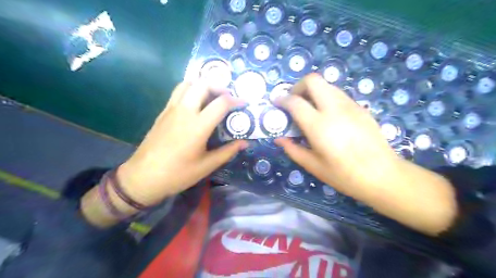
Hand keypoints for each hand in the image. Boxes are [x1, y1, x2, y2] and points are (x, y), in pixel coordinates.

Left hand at [117, 81, 247, 205]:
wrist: (143, 177)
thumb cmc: (178, 174)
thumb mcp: (207, 165)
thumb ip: (228, 151)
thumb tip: (245, 143)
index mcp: (198, 126)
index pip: (221, 103)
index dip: (236, 100)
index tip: (244, 103)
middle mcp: (184, 111)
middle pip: (203, 85)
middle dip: (219, 87)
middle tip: (228, 98)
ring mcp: (171, 109)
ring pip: (188, 84)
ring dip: (203, 85)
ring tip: (212, 97)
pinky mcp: (163, 112)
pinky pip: (178, 92)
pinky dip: (190, 90)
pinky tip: (195, 104)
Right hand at [275, 74, 397, 194]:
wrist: (383, 175)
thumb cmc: (344, 175)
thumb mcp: (313, 165)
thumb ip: (292, 149)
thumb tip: (278, 138)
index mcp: (319, 126)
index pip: (295, 101)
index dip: (282, 99)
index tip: (277, 103)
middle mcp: (334, 109)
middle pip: (313, 80)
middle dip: (298, 87)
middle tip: (294, 102)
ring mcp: (350, 105)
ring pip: (327, 85)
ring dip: (314, 92)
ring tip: (310, 109)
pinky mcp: (360, 108)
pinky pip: (338, 94)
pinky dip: (327, 98)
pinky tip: (328, 116)